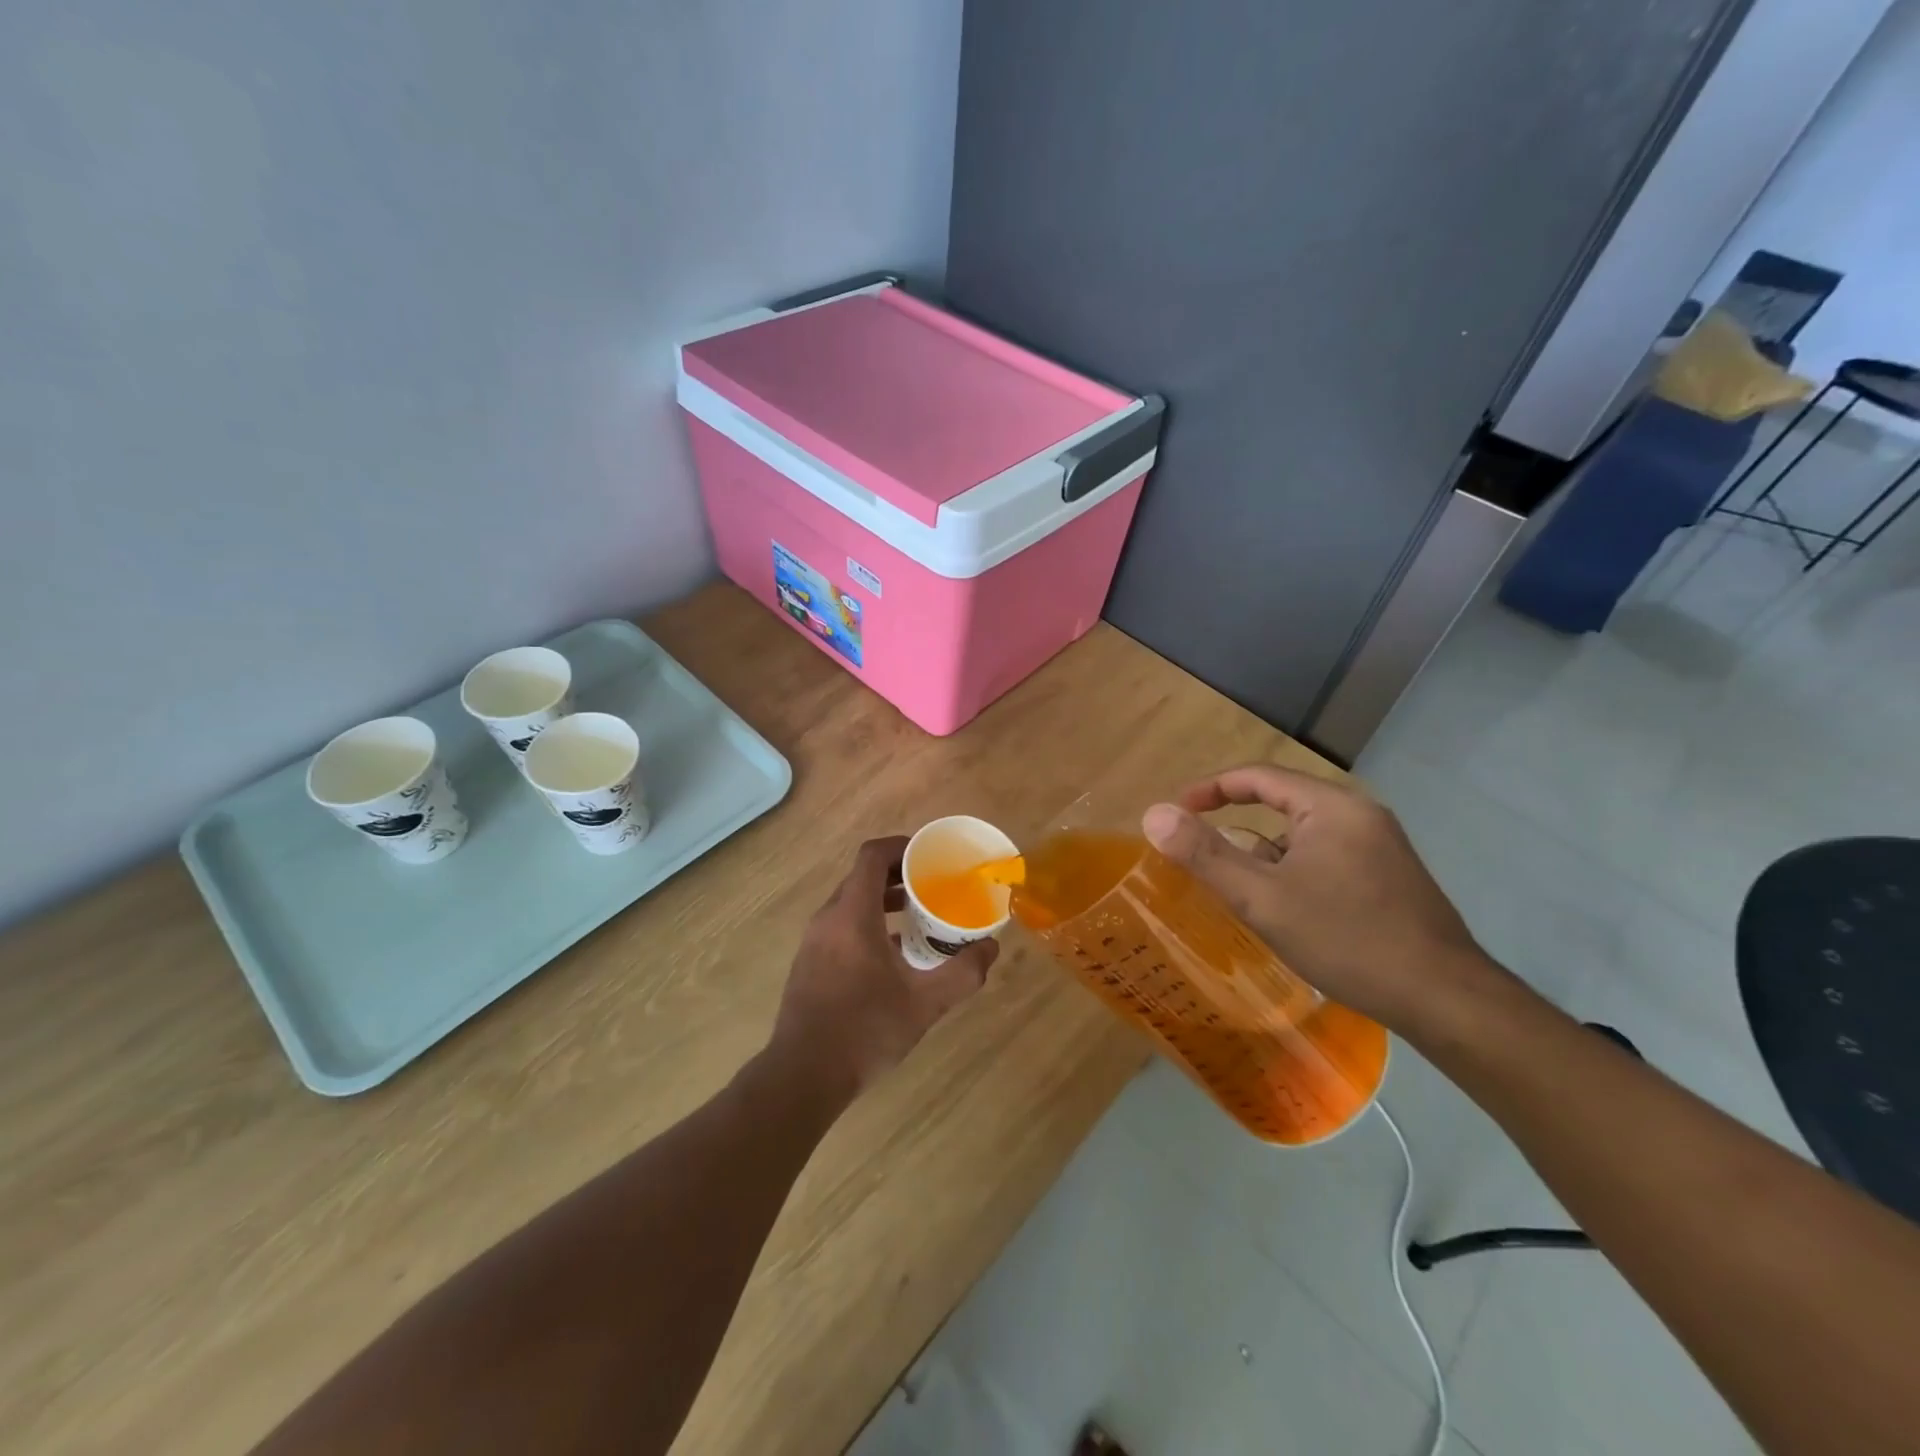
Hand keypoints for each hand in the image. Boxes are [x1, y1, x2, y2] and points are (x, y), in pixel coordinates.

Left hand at [771, 836, 999, 1096]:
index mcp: (853, 915)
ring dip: (882, 900)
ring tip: (916, 916)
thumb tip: (991, 947)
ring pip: (850, 902)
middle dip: (897, 874)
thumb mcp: (924, 1003)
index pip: (872, 856)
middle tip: (931, 887)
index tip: (929, 858)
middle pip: (861, 876)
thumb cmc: (864, 1030)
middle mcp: (828, 919)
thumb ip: (962, 973)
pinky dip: (867, 922)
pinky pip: (840, 925)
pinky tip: (892, 955)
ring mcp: (813, 941)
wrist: (803, 1076)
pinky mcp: (809, 963)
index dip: (901, 847)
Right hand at [1142, 765, 1502, 1032]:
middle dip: (1236, 829)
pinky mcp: (1389, 878)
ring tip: (1238, 893)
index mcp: (1331, 806)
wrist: (1446, 1000)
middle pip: (1281, 806)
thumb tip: (1154, 814)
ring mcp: (1380, 847)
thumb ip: (1205, 854)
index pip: (1257, 777)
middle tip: (1201, 858)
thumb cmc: (1347, 939)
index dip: (1209, 789)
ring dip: (1266, 857)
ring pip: (1303, 838)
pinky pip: (1325, 859)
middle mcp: (1359, 815)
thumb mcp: (1263, 898)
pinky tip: (1285, 912)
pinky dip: (1293, 873)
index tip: (1176, 812)